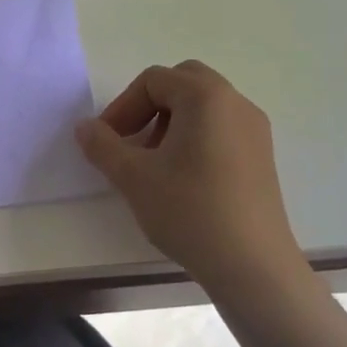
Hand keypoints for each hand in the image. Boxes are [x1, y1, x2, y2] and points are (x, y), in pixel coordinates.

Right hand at [75, 61, 305, 284]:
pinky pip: (221, 127)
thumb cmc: (189, 210)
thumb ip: (102, 145)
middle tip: (132, 141)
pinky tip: (183, 177)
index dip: (122, 106)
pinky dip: (195, 137)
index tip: (108, 141)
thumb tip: (84, 127)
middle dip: (149, 106)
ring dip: (171, 122)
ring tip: (154, 163)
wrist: (252, 265)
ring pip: (204, 106)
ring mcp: (255, 130)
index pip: (153, 80)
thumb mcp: (133, 177)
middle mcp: (235, 103)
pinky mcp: (262, 156)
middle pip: (183, 82)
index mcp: (205, 97)